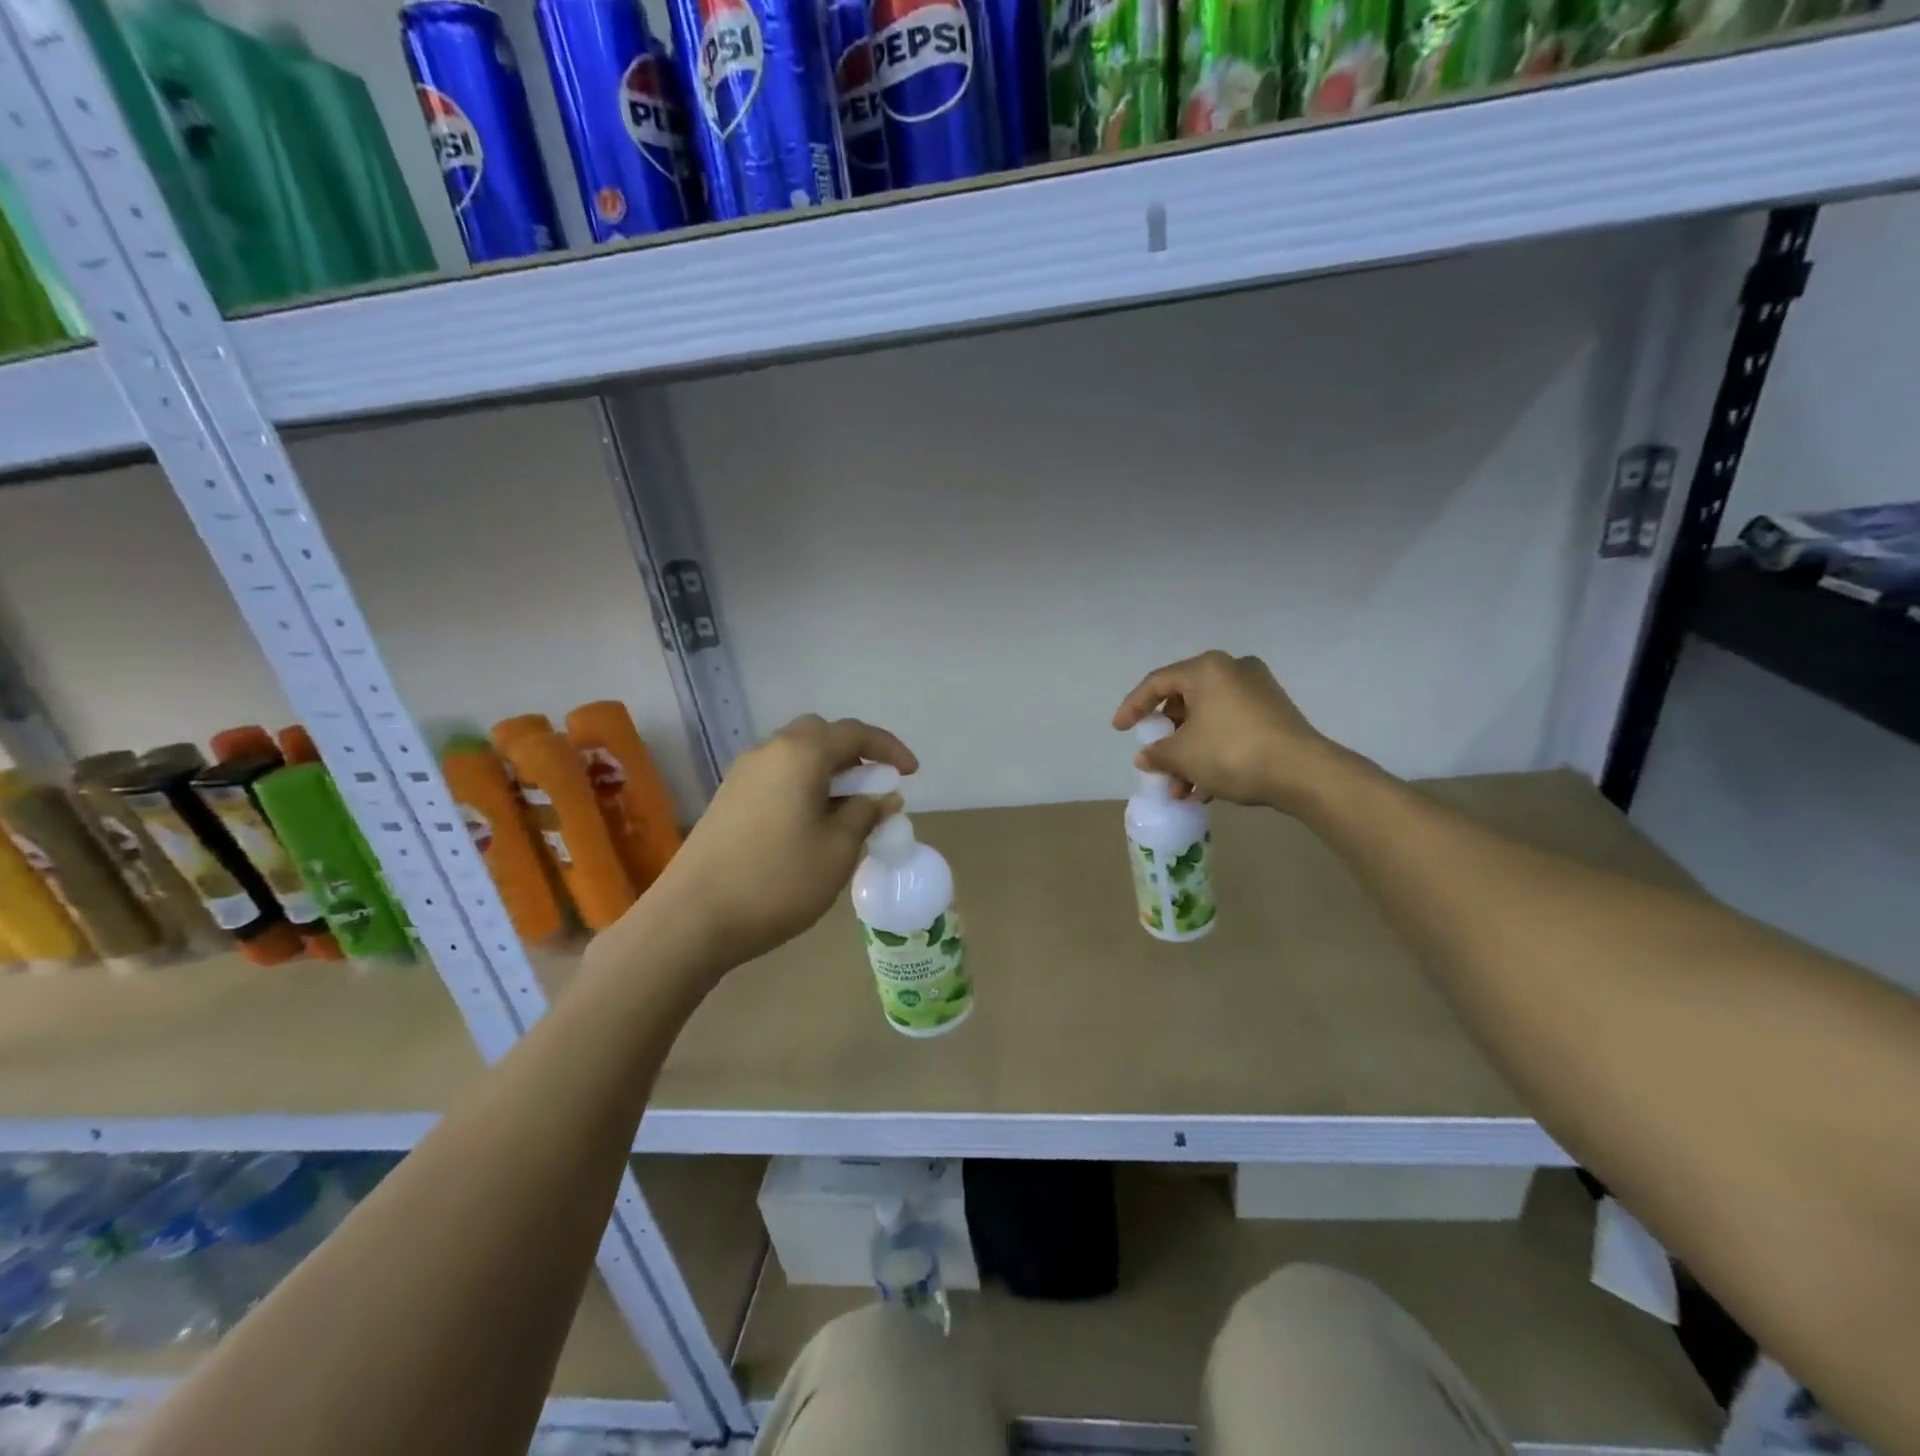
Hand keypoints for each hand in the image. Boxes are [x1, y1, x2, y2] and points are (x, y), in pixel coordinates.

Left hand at [644, 715, 914, 974]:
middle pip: (820, 735)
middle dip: (854, 755)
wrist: (692, 918)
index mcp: (800, 754)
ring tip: (847, 811)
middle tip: (873, 787)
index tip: (911, 773)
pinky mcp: (727, 798)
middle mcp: (769, 751)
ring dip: (827, 772)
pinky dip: (803, 786)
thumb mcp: (838, 850)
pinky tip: (811, 825)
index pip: (854, 733)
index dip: (889, 748)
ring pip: (796, 756)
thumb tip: (882, 795)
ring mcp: (742, 774)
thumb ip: (865, 814)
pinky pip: (777, 777)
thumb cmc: (778, 880)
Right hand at [1113, 651, 1337, 810]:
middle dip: (1167, 737)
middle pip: (1185, 700)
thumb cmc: (1232, 752)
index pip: (1157, 683)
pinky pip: (1230, 726)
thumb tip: (1146, 756)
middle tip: (1156, 760)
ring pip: (1208, 718)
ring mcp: (1258, 690)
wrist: (1303, 773)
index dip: (1133, 707)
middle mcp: (1232, 669)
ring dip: (1189, 751)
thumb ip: (1157, 753)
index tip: (1119, 729)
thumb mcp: (1183, 755)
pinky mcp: (1275, 712)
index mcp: (1206, 669)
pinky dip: (1213, 749)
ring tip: (1180, 786)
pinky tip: (1206, 786)